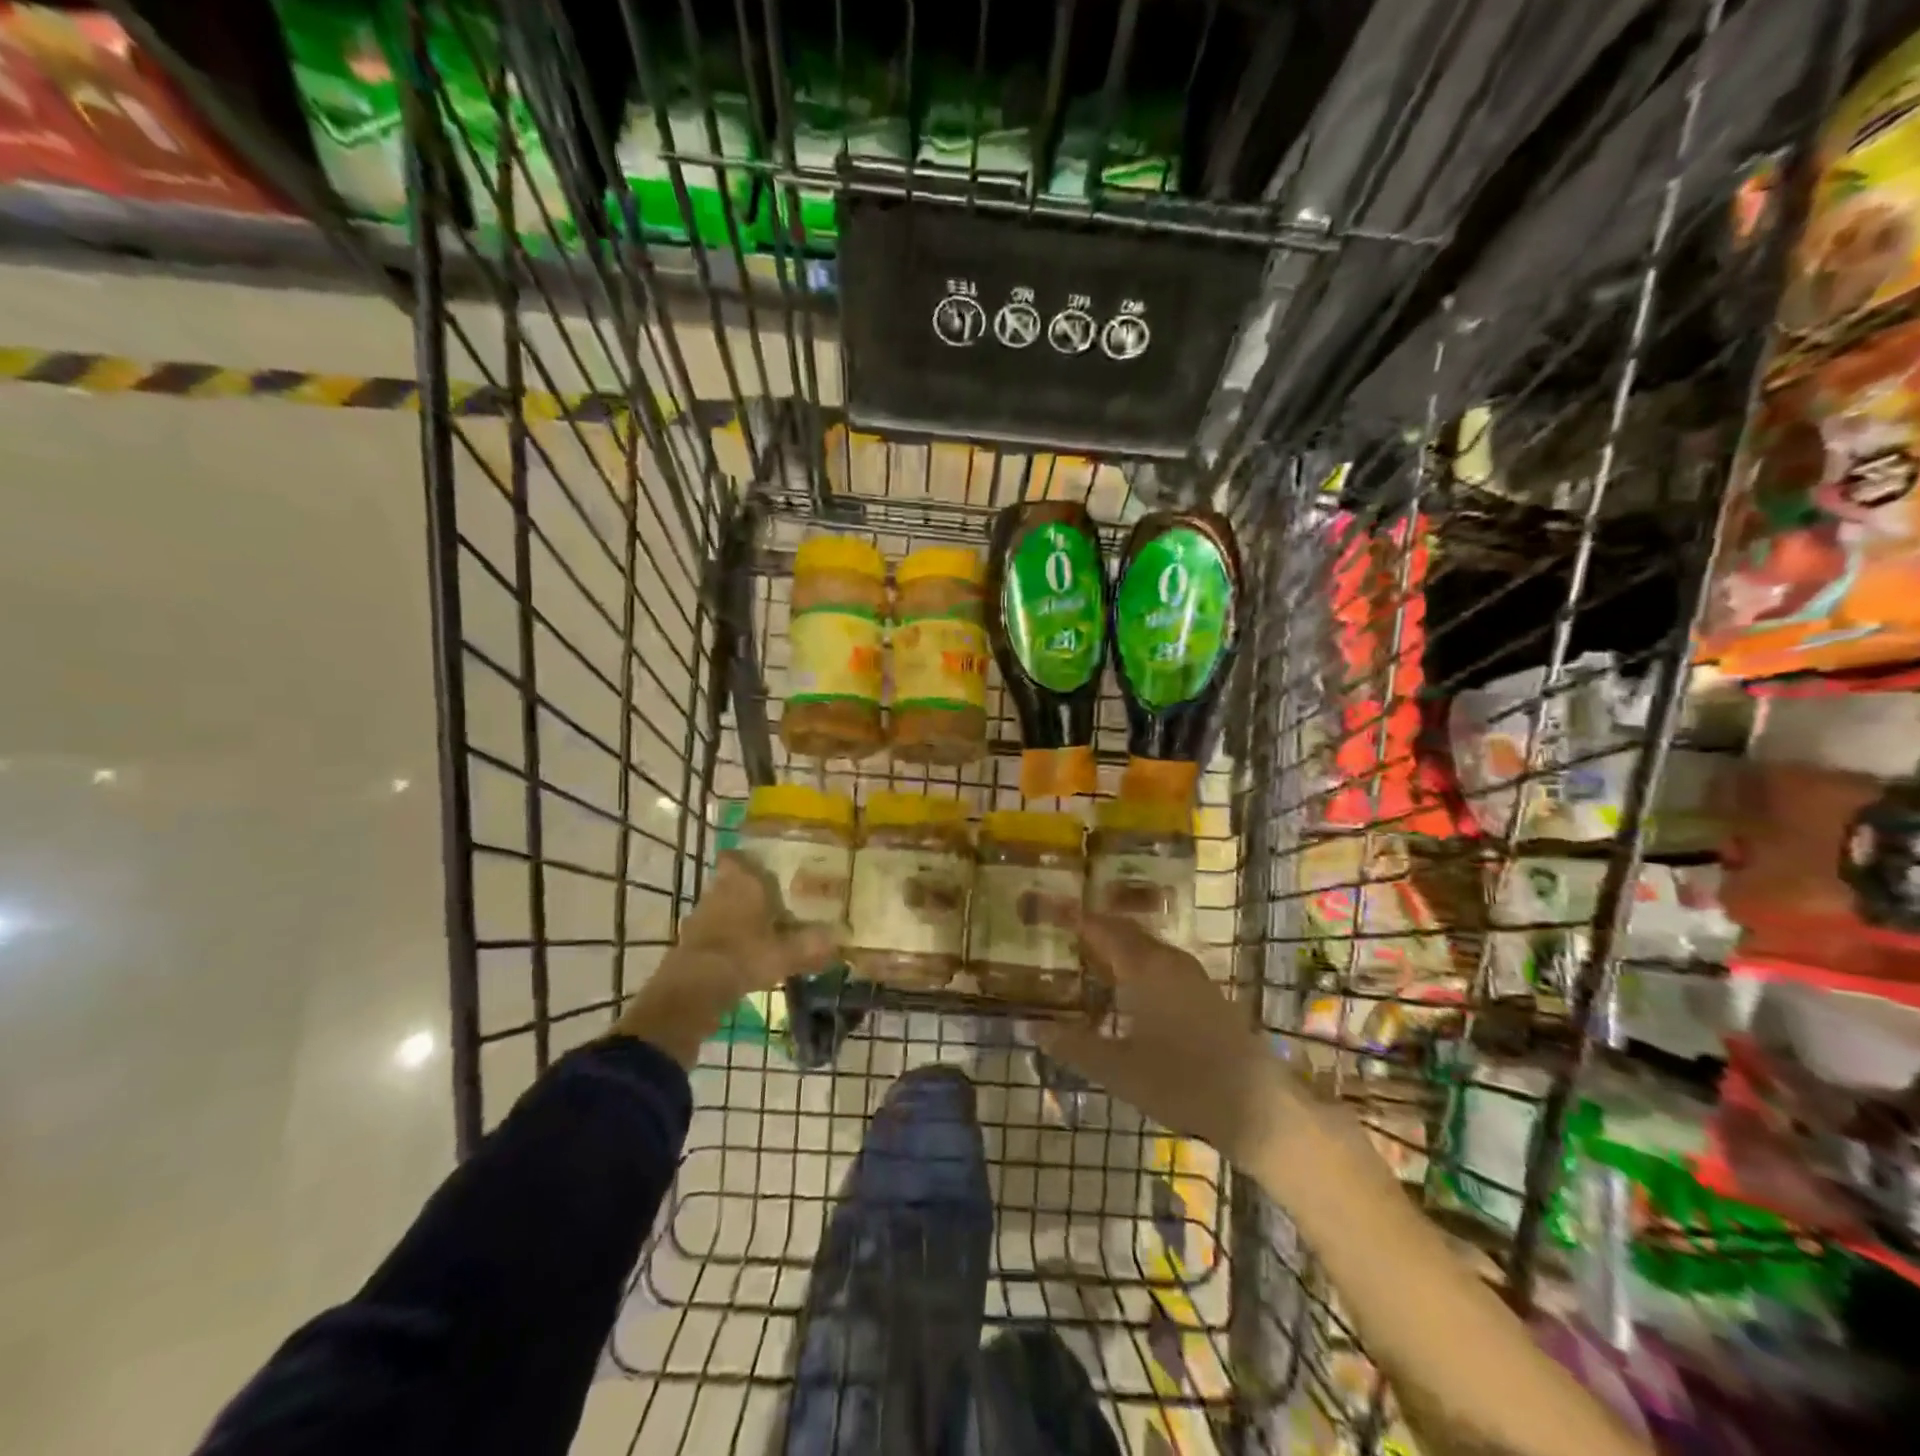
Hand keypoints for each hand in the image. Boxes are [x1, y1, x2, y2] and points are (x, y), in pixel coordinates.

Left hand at [612, 852, 836, 1066]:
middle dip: (746, 890)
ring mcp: (699, 917)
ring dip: (734, 916)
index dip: (745, 859)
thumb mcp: (787, 952)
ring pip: (719, 907)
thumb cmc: (746, 954)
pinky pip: (710, 933)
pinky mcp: (688, 943)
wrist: (696, 988)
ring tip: (759, 930)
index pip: (734, 857)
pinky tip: (740, 955)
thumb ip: (812, 945)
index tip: (762, 866)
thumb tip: (839, 939)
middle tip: (771, 901)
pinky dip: (723, 940)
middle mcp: (717, 892)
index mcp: (741, 883)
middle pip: (728, 882)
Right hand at [1030, 913, 1285, 1159]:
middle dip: (1096, 928)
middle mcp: (1169, 961)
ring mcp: (1193, 976)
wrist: (1256, 1107)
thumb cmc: (1180, 1081)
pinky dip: (1138, 963)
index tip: (1049, 910)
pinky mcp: (1208, 995)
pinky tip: (1129, 988)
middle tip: (1065, 931)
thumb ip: (1072, 1045)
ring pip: (1148, 948)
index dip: (1074, 918)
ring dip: (1119, 946)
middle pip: (1126, 932)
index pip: (1102, 929)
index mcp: (1144, 968)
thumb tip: (1030, 1027)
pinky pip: (1163, 963)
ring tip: (1091, 957)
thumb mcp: (1116, 1069)